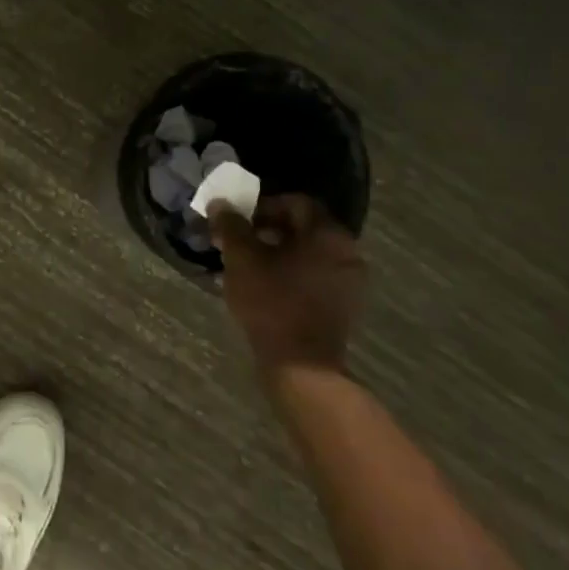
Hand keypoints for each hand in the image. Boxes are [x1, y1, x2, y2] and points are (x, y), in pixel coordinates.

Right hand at [209, 193, 364, 372]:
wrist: (302, 367)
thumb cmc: (272, 303)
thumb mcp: (242, 258)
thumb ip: (231, 225)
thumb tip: (220, 203)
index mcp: (328, 234)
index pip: (295, 202)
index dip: (262, 206)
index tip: (238, 221)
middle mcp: (347, 252)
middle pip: (304, 227)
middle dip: (268, 229)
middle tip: (239, 242)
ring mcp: (349, 281)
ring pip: (308, 253)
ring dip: (278, 252)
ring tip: (248, 266)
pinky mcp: (343, 306)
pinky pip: (315, 276)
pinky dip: (291, 273)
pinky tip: (266, 287)